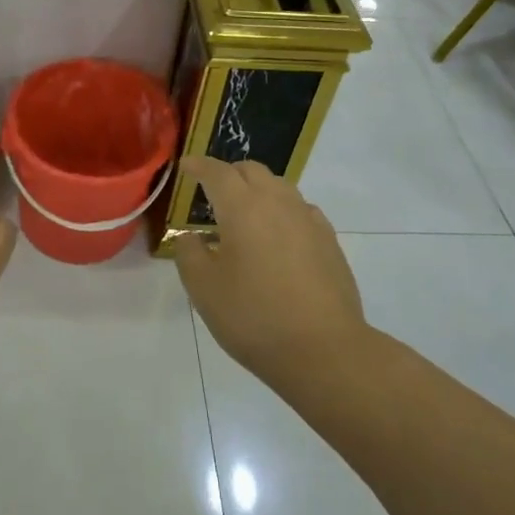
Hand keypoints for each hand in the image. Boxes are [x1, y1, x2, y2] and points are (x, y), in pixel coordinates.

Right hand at [172, 156, 367, 388]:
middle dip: (229, 173)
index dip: (198, 165)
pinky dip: (282, 210)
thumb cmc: (254, 317)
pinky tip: (278, 234)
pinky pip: (300, 209)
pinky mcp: (329, 240)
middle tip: (213, 191)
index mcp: (242, 207)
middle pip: (251, 170)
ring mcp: (308, 219)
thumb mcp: (204, 290)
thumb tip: (189, 236)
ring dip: (257, 189)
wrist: (324, 349)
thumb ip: (189, 254)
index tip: (185, 166)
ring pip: (279, 186)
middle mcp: (277, 202)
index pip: (217, 172)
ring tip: (245, 213)